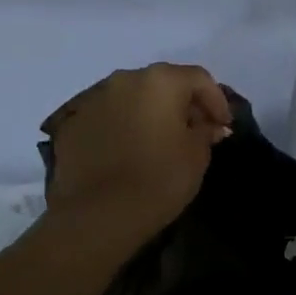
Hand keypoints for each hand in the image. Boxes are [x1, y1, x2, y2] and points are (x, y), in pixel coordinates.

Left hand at [40, 64, 233, 240]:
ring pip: (131, 97)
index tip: (223, 126)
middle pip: (163, 83)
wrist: (99, 216)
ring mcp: (93, 99)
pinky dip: (121, 127)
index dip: (217, 101)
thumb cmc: (159, 179)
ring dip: (148, 112)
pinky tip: (127, 152)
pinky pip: (106, 117)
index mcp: (161, 81)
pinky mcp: (72, 123)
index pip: (198, 79)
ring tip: (158, 141)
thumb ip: (205, 131)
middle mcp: (125, 79)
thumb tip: (208, 125)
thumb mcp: (197, 155)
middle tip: (194, 131)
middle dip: (181, 103)